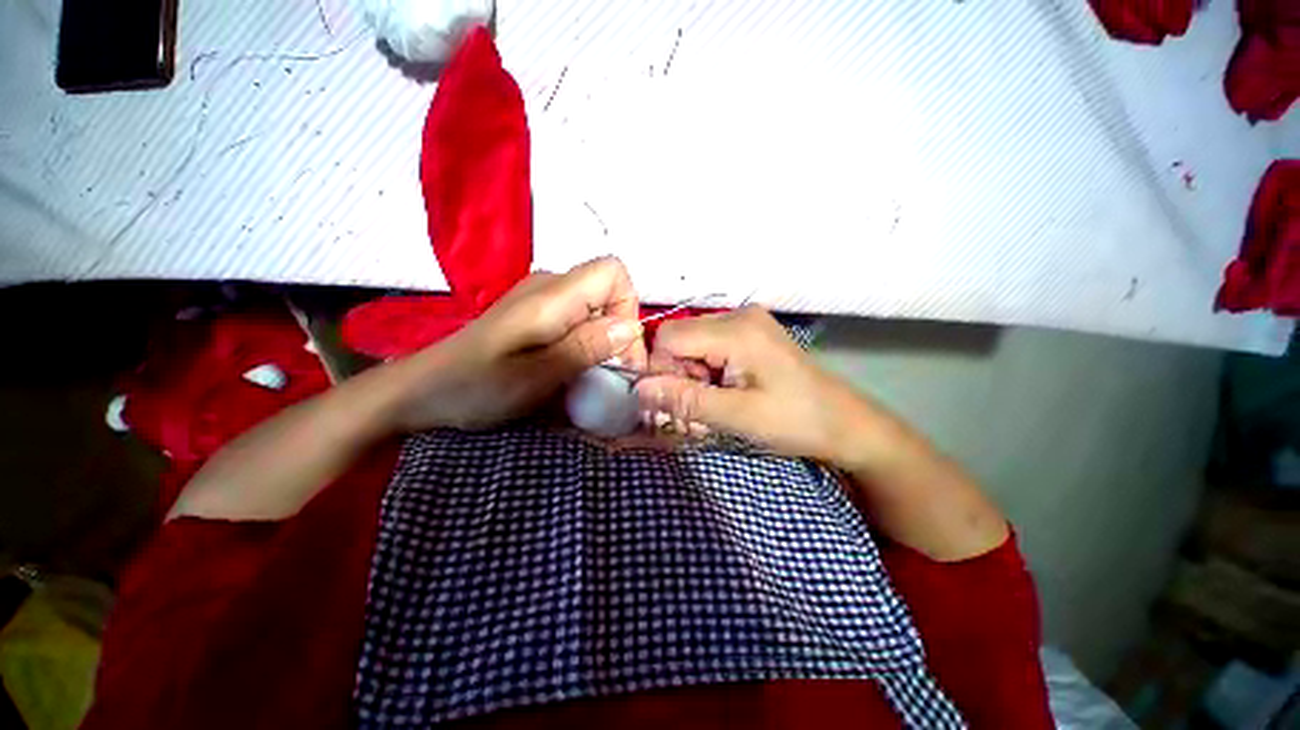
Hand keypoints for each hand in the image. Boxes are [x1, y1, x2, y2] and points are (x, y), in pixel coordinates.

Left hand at [389, 256, 645, 430]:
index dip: (627, 308)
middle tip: (608, 375)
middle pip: (608, 292)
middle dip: (618, 333)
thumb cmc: (475, 386)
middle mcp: (550, 285)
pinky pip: (577, 319)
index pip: (613, 272)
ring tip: (587, 375)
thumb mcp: (535, 375)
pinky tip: (569, 367)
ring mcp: (541, 298)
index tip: (619, 351)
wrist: (423, 389)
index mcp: (552, 294)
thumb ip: (584, 347)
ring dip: (602, 341)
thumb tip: (631, 327)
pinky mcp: (534, 313)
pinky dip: (585, 342)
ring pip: (595, 308)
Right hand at [635, 306, 890, 465]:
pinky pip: (709, 344)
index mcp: (736, 331)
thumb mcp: (737, 416)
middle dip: (679, 374)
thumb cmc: (795, 421)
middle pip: (679, 337)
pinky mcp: (751, 332)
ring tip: (717, 401)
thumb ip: (686, 400)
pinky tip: (725, 390)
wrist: (843, 422)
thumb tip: (639, 389)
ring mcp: (746, 321)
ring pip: (691, 342)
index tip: (676, 400)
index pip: (668, 336)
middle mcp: (738, 315)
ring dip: (693, 374)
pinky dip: (707, 369)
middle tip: (701, 405)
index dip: (661, 369)